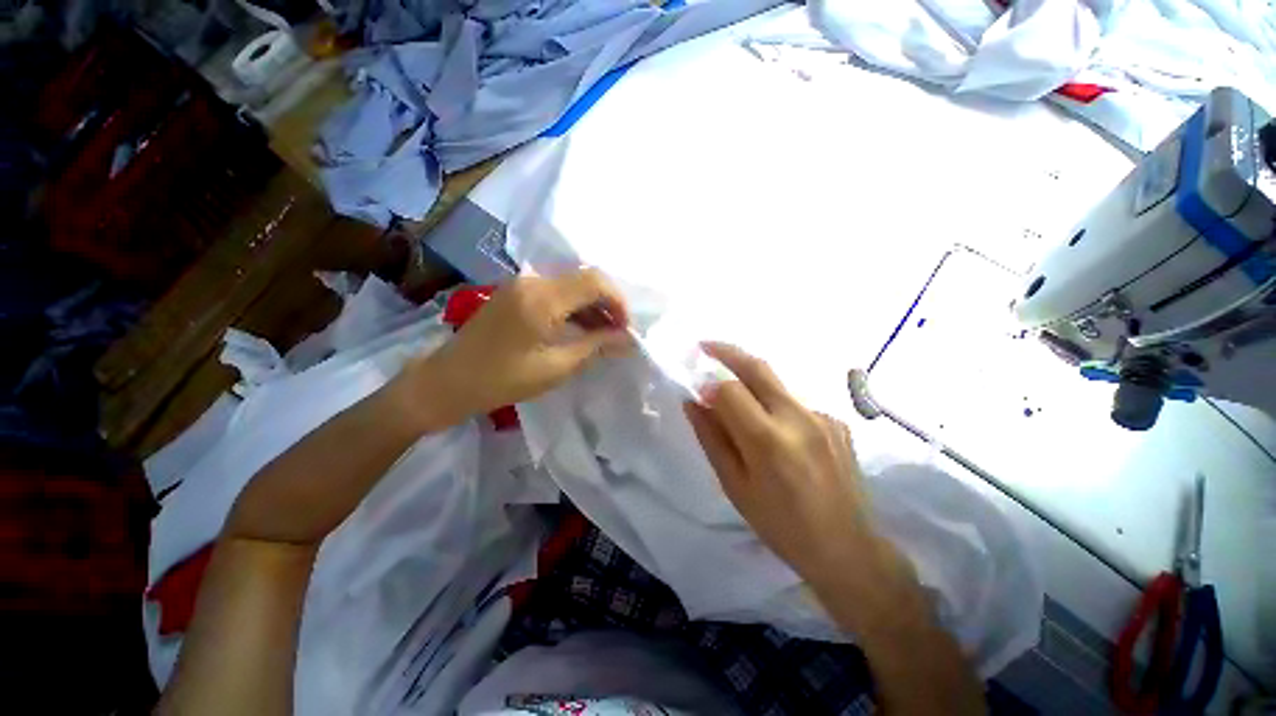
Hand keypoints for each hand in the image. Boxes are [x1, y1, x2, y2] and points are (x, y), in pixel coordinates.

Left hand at [400, 269, 633, 431]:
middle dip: (608, 304)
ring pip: (572, 285)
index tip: (627, 329)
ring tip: (605, 335)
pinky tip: (582, 329)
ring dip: (592, 307)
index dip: (619, 302)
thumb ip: (595, 347)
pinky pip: (556, 293)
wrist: (448, 381)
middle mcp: (532, 281)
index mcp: (542, 297)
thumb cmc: (502, 379)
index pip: (595, 282)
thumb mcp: (556, 367)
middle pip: (585, 279)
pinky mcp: (516, 293)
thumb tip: (628, 340)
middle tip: (619, 334)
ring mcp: (522, 284)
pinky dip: (574, 308)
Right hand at [683, 343, 879, 587]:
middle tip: (707, 346)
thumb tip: (692, 402)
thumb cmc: (780, 524)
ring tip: (740, 402)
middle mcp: (798, 417)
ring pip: (777, 383)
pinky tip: (777, 432)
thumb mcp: (735, 486)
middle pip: (758, 367)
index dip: (710, 389)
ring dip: (752, 381)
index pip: (730, 390)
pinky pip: (795, 403)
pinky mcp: (836, 421)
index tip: (700, 397)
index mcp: (768, 439)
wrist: (848, 548)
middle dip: (728, 352)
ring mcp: (822, 416)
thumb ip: (712, 438)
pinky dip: (775, 405)